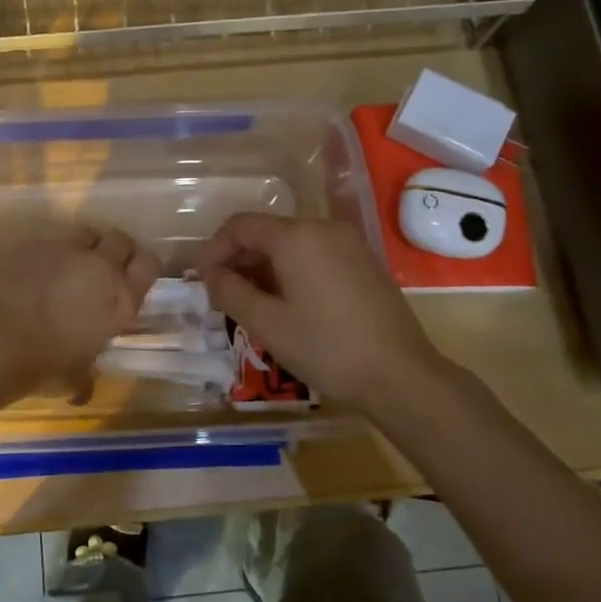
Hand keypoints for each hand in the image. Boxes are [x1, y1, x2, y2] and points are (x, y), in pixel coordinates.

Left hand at [0, 227, 160, 401]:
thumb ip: (88, 374)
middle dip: (115, 250)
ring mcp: (67, 249)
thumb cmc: (47, 363)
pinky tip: (39, 269)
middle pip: (120, 240)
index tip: (134, 275)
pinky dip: (51, 252)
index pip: (150, 264)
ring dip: (85, 245)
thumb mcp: (78, 374)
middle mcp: (100, 266)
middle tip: (104, 267)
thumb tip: (83, 389)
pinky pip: (52, 240)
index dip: (144, 266)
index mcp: (121, 298)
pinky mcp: (36, 243)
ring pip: (87, 232)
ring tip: (72, 262)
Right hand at [196, 214, 456, 409]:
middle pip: (267, 232)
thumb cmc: (326, 348)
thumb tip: (210, 274)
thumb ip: (230, 292)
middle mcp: (323, 228)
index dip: (213, 249)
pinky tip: (286, 303)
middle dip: (238, 258)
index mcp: (296, 237)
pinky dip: (291, 271)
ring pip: (292, 245)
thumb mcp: (266, 323)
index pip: (241, 226)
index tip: (199, 279)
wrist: (401, 375)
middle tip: (221, 294)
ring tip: (250, 302)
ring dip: (264, 266)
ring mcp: (349, 244)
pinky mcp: (364, 263)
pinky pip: (315, 255)